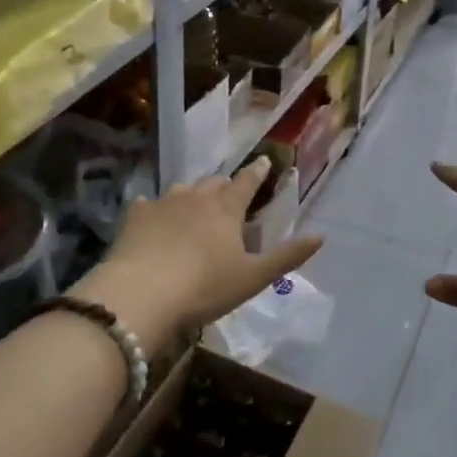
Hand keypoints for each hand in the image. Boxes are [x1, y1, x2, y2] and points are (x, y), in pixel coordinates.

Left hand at [75, 158, 322, 352]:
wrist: (140, 295)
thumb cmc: (204, 287)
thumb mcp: (253, 277)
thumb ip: (288, 256)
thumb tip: (321, 236)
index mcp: (226, 209)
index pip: (247, 182)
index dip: (258, 172)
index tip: (264, 160)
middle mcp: (196, 198)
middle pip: (214, 183)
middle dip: (225, 186)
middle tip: (229, 194)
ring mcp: (162, 204)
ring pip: (182, 189)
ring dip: (191, 195)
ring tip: (193, 206)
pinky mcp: (135, 218)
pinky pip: (147, 205)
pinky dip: (153, 209)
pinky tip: (150, 216)